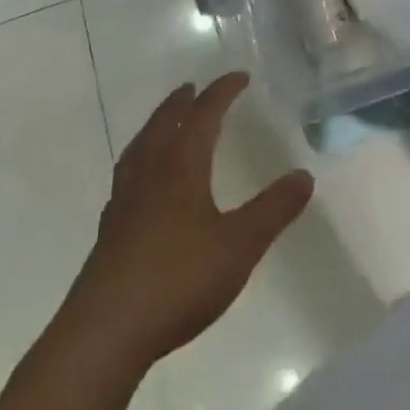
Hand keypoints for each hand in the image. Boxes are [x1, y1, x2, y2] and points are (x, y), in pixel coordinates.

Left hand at [70, 72, 313, 369]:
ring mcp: (123, 204)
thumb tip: (304, 174)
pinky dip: (139, 162)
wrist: (104, 333)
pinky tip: (142, 184)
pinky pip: (126, 178)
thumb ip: (273, 209)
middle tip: (192, 88)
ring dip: (155, 127)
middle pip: (163, 124)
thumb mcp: (240, 245)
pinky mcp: (109, 233)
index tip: (239, 77)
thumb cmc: (178, 280)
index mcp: (180, 168)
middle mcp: (149, 175)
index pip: (203, 116)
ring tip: (163, 123)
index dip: (222, 92)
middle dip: (181, 103)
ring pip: (139, 149)